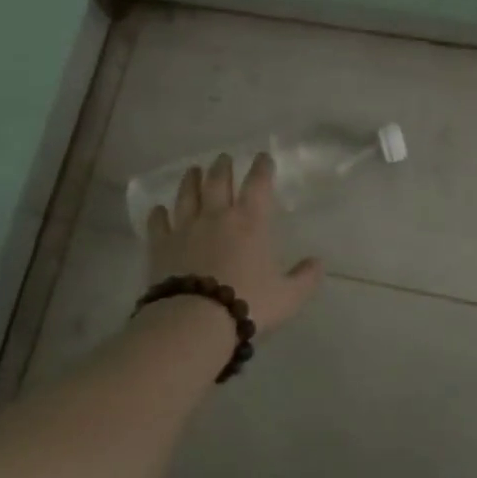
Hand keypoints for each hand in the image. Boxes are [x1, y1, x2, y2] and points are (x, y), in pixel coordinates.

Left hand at [146, 154, 323, 335]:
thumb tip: (318, 262)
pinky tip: (158, 210)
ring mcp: (185, 227)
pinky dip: (158, 214)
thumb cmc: (247, 302)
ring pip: (188, 195)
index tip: (262, 157)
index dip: (262, 168)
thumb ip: (305, 278)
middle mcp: (217, 215)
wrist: (195, 320)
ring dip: (191, 180)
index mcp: (250, 221)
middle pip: (218, 181)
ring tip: (193, 170)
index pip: (258, 184)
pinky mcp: (161, 245)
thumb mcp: (288, 296)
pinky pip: (158, 223)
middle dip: (223, 166)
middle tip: (223, 158)